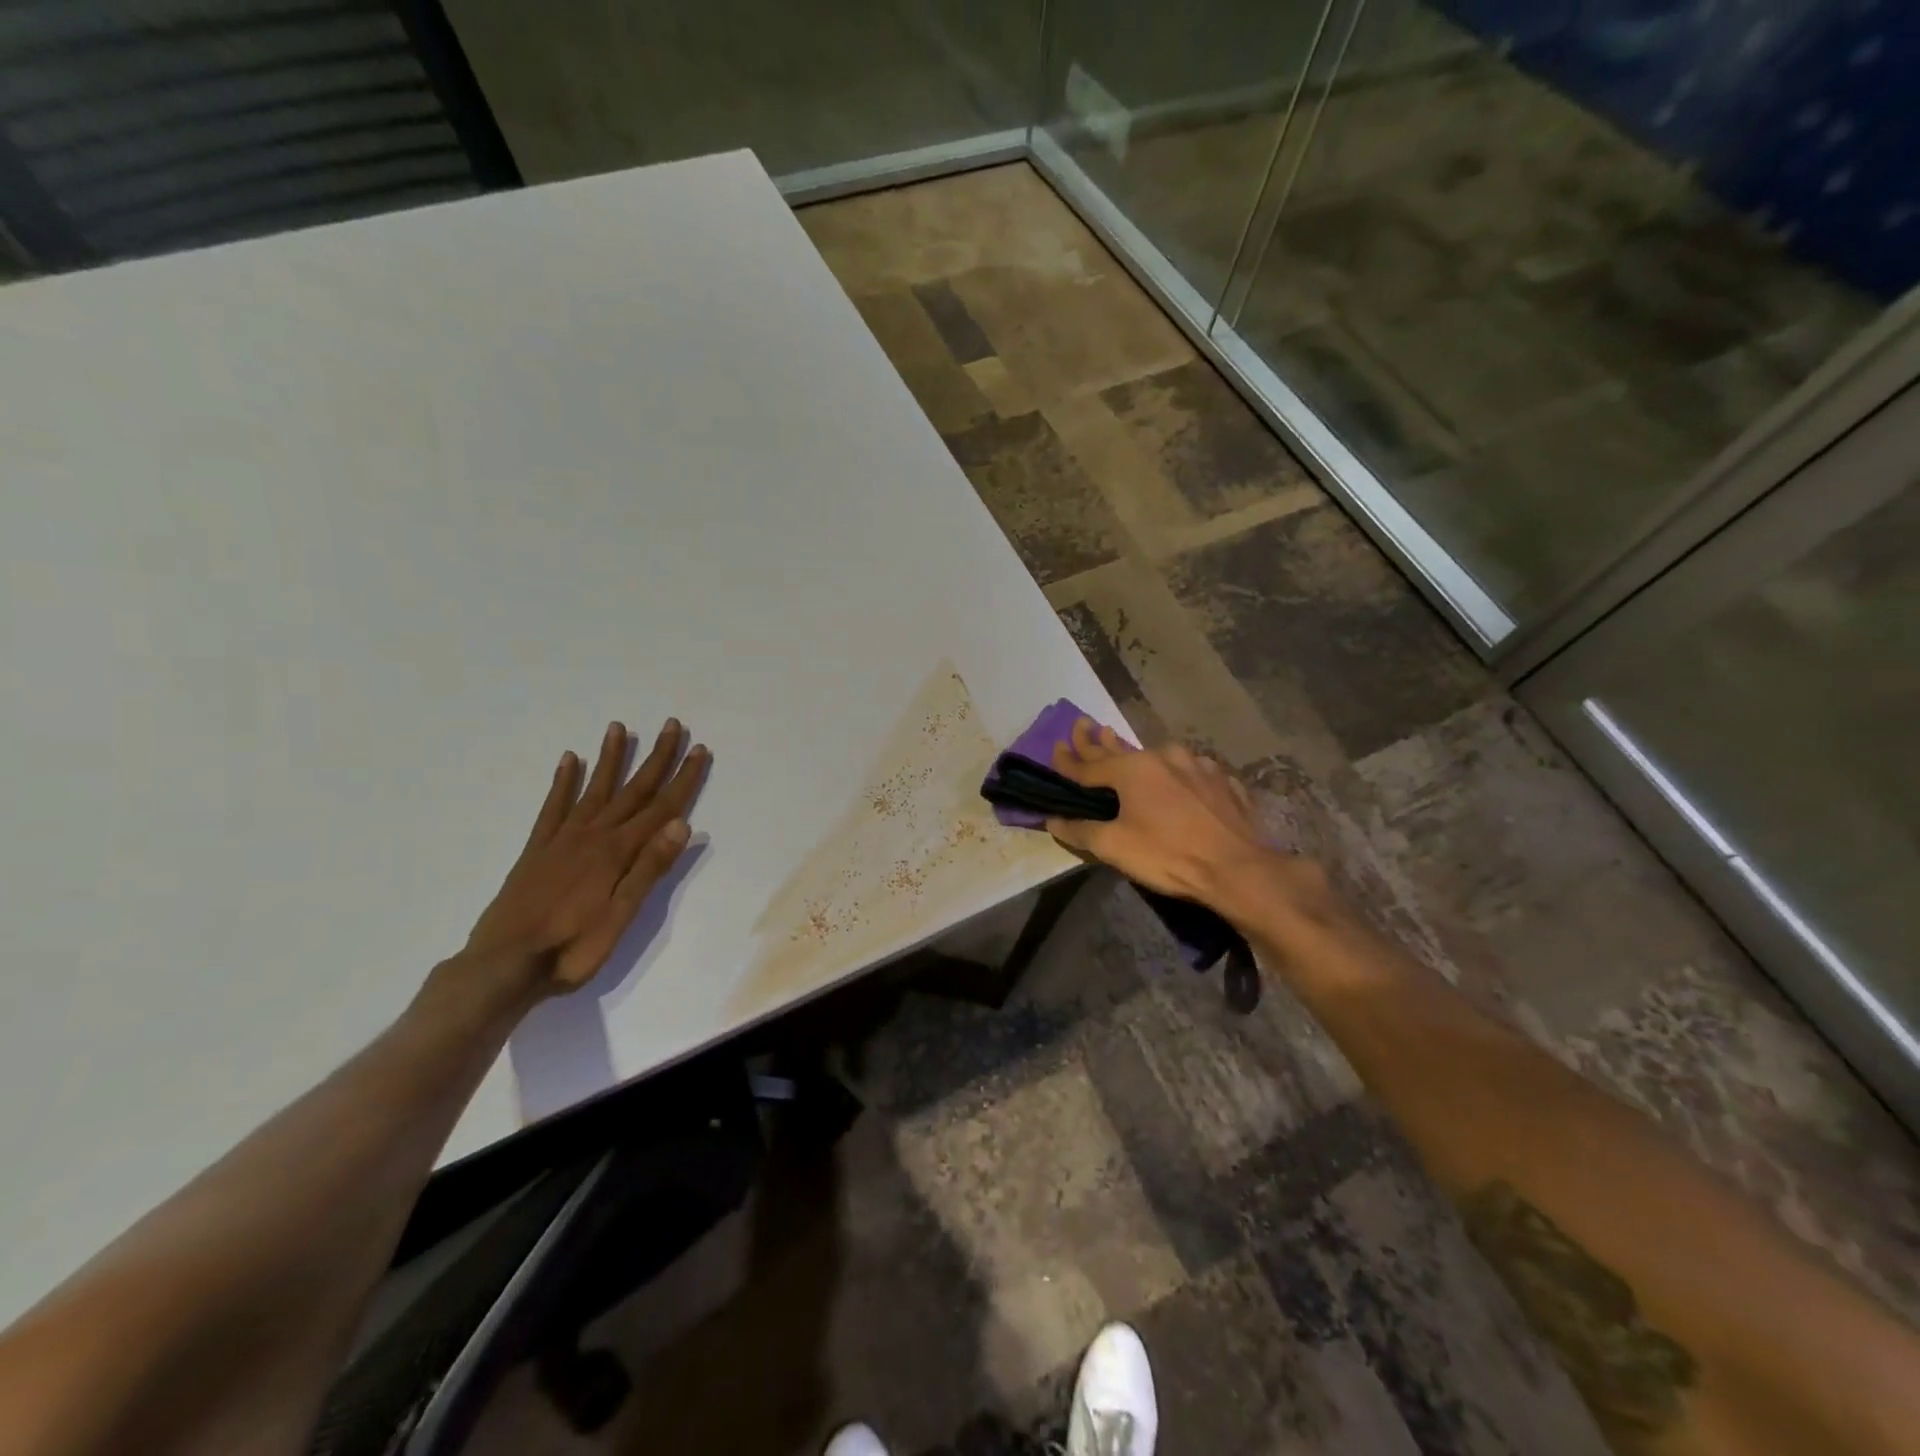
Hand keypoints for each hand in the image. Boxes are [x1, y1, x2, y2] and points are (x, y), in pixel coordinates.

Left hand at [466, 719, 709, 993]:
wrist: (503, 966)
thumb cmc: (572, 948)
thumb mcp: (621, 916)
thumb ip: (649, 868)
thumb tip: (681, 824)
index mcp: (617, 852)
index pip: (661, 808)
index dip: (684, 779)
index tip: (700, 749)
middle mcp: (592, 836)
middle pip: (632, 790)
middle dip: (655, 757)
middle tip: (671, 725)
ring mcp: (562, 840)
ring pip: (594, 790)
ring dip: (610, 758)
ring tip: (618, 728)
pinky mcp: (537, 850)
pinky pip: (553, 807)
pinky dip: (563, 782)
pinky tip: (570, 760)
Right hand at [1046, 718, 1283, 913]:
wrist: (1238, 869)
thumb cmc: (1169, 855)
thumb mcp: (1115, 847)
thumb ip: (1081, 831)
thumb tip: (1054, 820)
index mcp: (1133, 768)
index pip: (1089, 763)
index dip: (1068, 759)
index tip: (1055, 747)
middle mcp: (1164, 756)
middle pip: (1122, 750)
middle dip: (1099, 740)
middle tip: (1084, 724)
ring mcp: (1198, 766)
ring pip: (1160, 757)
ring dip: (1139, 755)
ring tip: (1128, 748)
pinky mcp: (1224, 782)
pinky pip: (1191, 772)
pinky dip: (1177, 774)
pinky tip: (1180, 779)